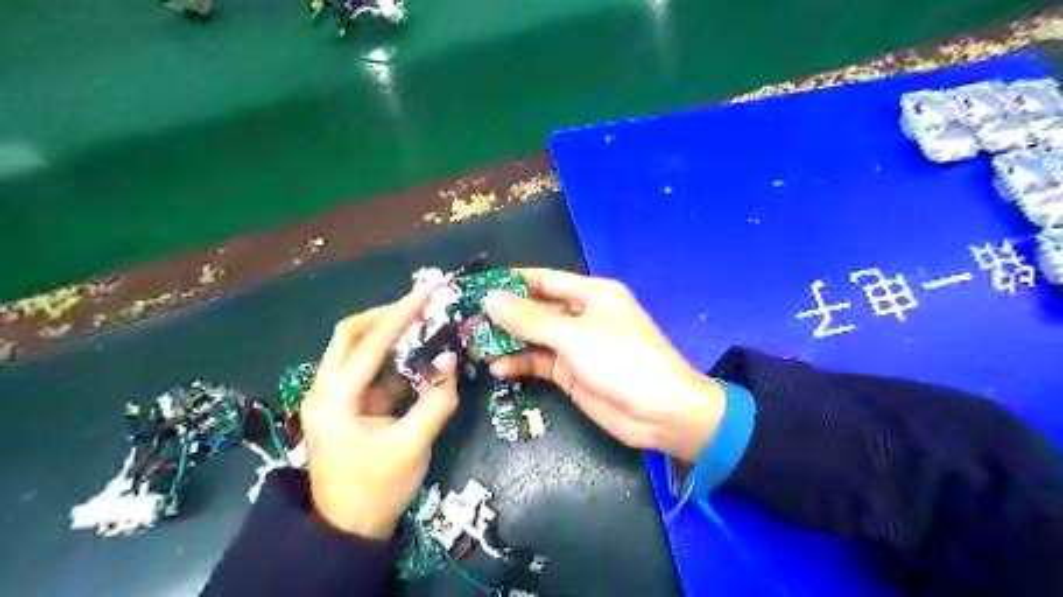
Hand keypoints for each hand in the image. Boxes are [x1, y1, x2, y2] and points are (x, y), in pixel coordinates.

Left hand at [302, 288, 460, 541]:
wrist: (345, 530)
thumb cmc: (377, 489)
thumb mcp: (412, 446)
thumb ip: (435, 401)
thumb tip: (450, 359)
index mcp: (334, 400)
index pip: (369, 344)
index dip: (400, 315)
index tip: (427, 291)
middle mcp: (325, 390)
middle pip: (349, 335)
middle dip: (385, 316)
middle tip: (421, 306)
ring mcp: (333, 397)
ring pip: (356, 350)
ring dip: (388, 336)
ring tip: (423, 325)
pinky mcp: (345, 405)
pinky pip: (368, 371)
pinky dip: (392, 361)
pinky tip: (417, 361)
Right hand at [487, 269, 723, 461]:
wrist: (660, 413)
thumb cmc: (622, 360)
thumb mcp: (574, 336)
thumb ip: (530, 319)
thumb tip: (490, 298)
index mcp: (592, 294)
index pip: (545, 279)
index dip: (512, 281)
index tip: (478, 284)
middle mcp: (582, 315)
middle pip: (537, 309)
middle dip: (505, 314)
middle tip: (467, 319)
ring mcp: (576, 346)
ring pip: (535, 338)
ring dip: (508, 341)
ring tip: (473, 345)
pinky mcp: (571, 373)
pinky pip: (540, 363)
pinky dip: (521, 364)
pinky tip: (499, 369)